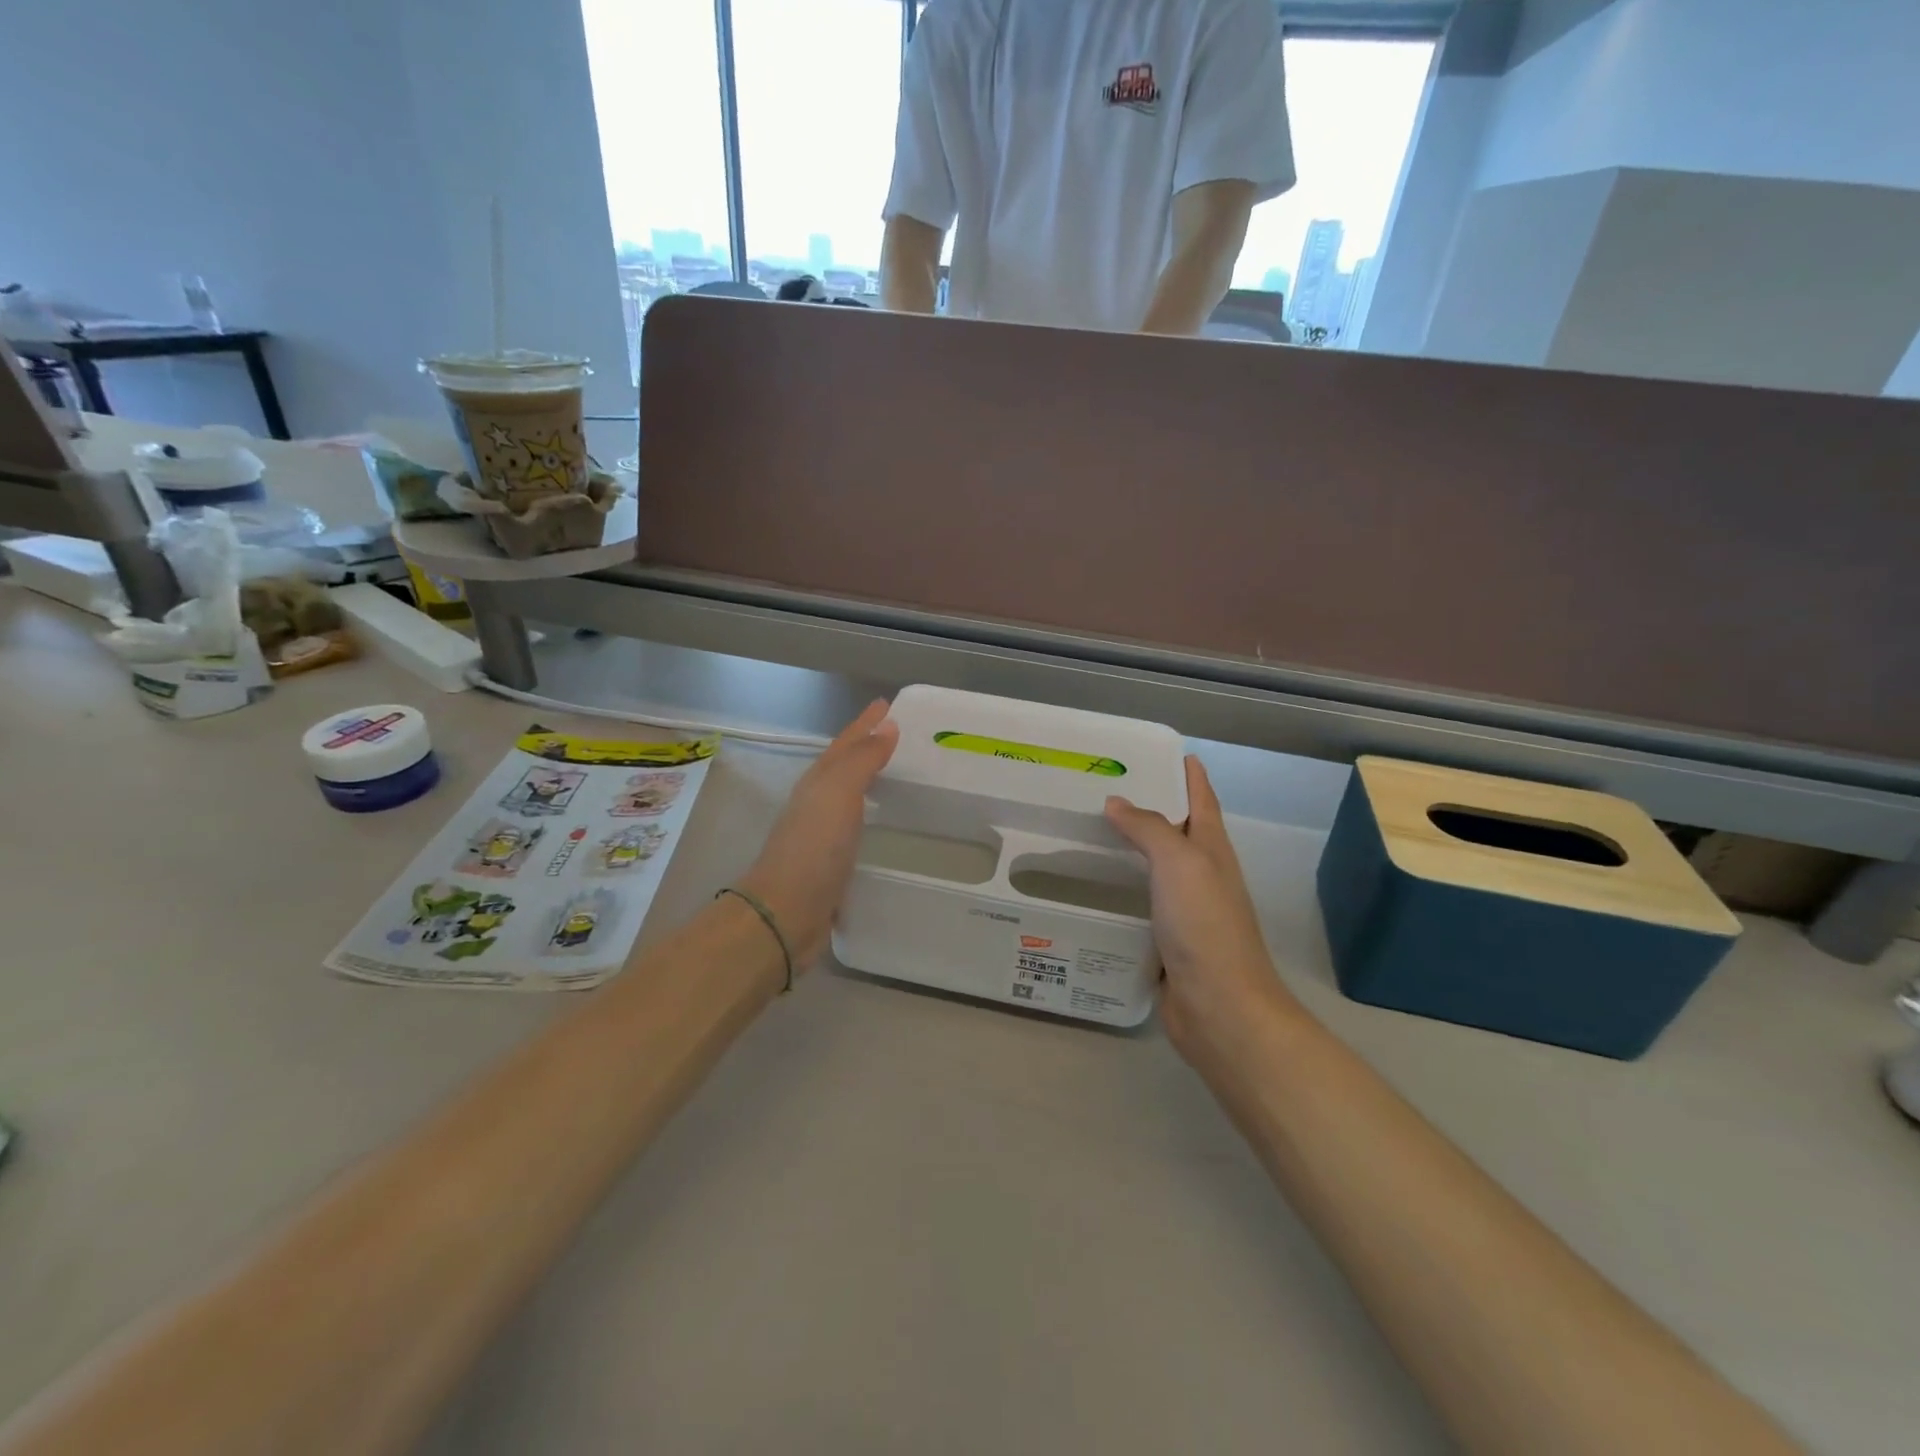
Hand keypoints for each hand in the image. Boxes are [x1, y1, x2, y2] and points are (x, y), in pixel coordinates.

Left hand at [738, 700, 897, 968]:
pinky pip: (854, 828)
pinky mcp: (830, 865)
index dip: (865, 723)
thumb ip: (863, 760)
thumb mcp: (839, 794)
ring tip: (895, 775)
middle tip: (897, 736)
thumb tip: (886, 725)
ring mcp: (820, 835)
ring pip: (848, 797)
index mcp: (818, 783)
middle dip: (866, 748)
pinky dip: (869, 817)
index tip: (887, 704)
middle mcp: (816, 804)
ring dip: (867, 781)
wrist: (786, 913)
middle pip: (843, 767)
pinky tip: (881, 825)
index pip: (845, 744)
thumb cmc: (814, 848)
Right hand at [1106, 756, 1302, 1068]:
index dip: (1189, 774)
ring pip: (1155, 868)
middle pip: (1177, 831)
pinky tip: (1093, 887)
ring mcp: (1186, 910)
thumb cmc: (1205, 925)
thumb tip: (1116, 802)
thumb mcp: (1180, 863)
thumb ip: (1149, 828)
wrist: (1220, 1007)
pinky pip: (1140, 903)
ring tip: (1091, 831)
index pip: (1201, 799)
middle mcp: (1202, 875)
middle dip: (1149, 807)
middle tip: (1104, 788)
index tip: (1163, 752)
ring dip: (1131, 848)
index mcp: (1212, 850)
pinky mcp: (1166, 940)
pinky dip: (1121, 889)